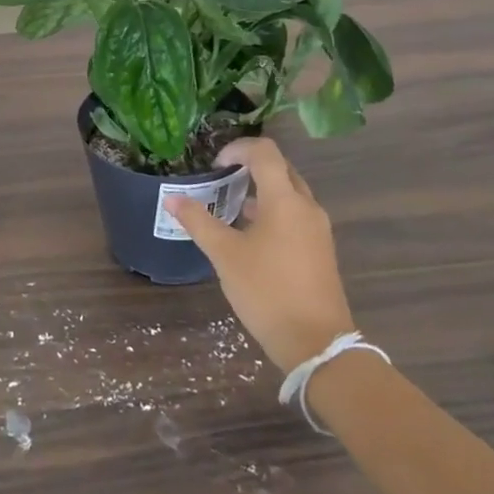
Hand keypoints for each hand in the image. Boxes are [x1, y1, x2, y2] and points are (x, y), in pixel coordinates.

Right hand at [164, 139, 354, 371]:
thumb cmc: (267, 291)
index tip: (216, 164)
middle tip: (222, 179)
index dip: (238, 148)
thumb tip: (172, 199)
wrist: (318, 344)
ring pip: (290, 193)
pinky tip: (252, 236)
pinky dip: (274, 211)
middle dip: (251, 167)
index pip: (265, 152)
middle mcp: (307, 207)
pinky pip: (296, 215)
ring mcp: (318, 230)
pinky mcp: (321, 250)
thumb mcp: (225, 256)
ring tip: (232, 207)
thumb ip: (199, 222)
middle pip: (281, 169)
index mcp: (285, 200)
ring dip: (262, 191)